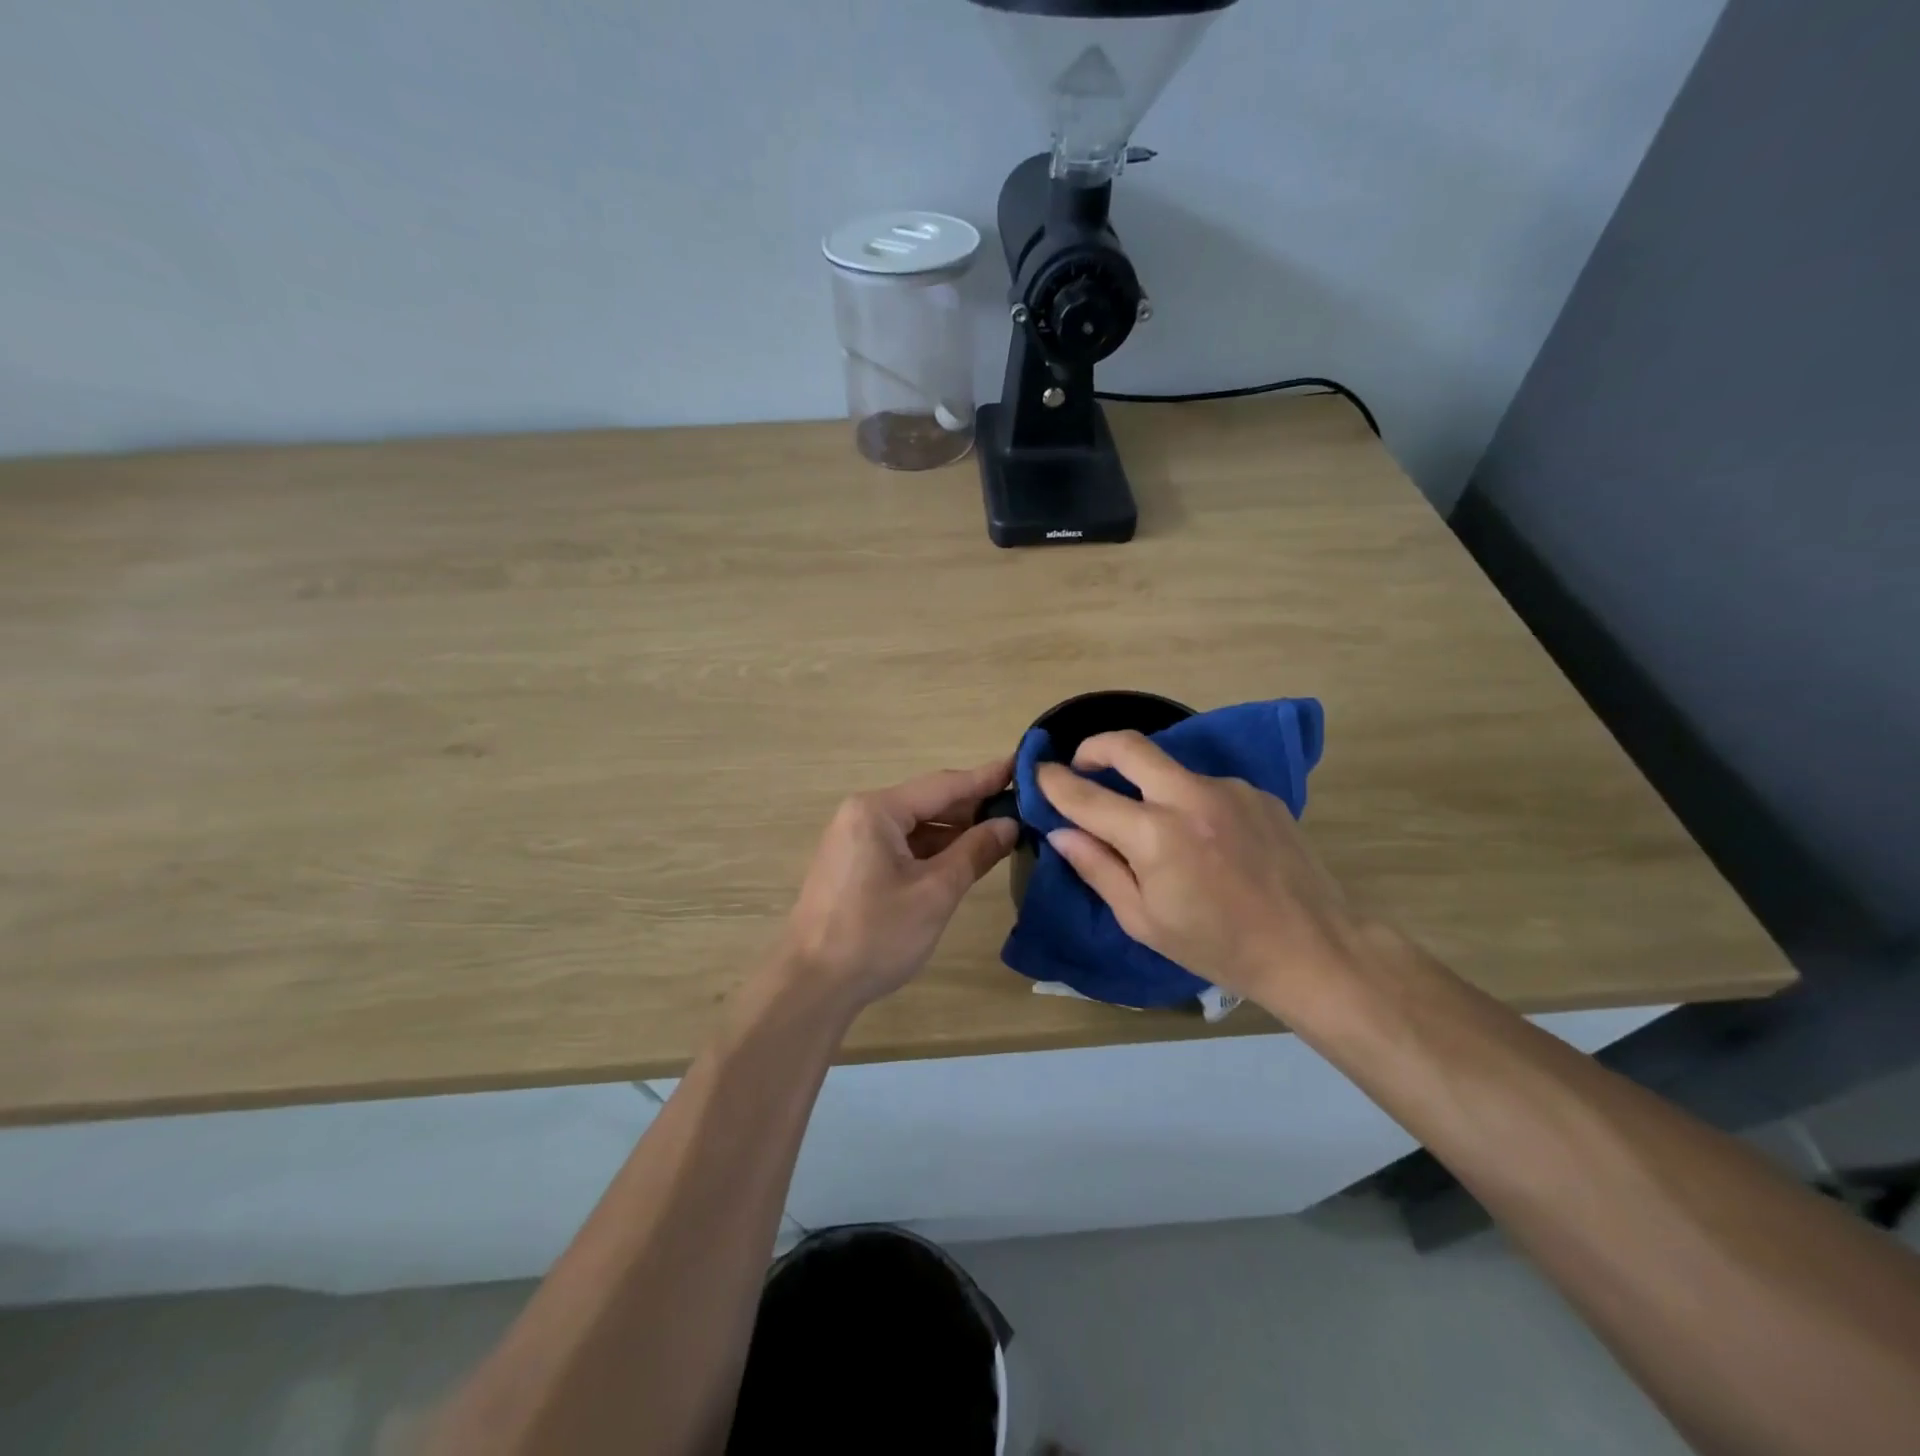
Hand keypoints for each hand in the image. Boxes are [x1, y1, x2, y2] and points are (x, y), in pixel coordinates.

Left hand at [780, 757, 1017, 1010]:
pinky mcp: (854, 866)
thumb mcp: (934, 893)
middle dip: (973, 806)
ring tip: (1002, 832)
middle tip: (1022, 806)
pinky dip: (933, 850)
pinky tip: (963, 858)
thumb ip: (974, 852)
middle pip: (927, 802)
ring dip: (954, 831)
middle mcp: (862, 815)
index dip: (986, 778)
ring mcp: (854, 841)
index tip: (1022, 765)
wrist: (812, 986)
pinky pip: (901, 846)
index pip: (943, 785)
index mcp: (877, 811)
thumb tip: (1008, 824)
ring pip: (915, 827)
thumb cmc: (875, 934)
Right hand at [1036, 732, 1366, 1011]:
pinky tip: (1204, 840)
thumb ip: (1097, 868)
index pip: (1086, 796)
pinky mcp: (1257, 792)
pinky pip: (1205, 786)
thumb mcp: (1143, 920)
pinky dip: (1187, 802)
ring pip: (1170, 768)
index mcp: (1156, 835)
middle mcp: (1190, 797)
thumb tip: (1060, 832)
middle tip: (1081, 766)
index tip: (1038, 772)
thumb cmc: (1217, 947)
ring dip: (1147, 784)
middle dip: (1094, 747)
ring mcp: (1229, 789)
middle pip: (1129, 745)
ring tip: (1155, 827)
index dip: (1054, 782)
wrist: (1313, 949)